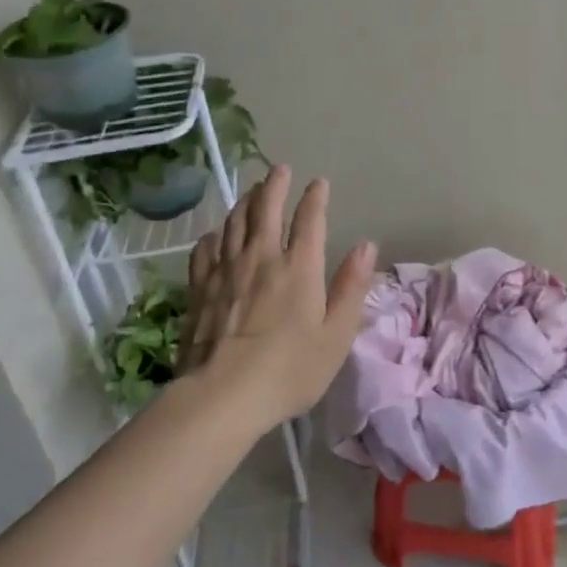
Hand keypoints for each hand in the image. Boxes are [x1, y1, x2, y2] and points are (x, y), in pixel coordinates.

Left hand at [183, 165, 377, 425]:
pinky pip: (205, 250)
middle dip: (275, 185)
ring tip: (251, 192)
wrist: (222, 396)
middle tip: (280, 170)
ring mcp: (226, 270)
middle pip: (266, 209)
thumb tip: (366, 246)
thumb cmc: (289, 370)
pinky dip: (214, 235)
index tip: (319, 182)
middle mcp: (262, 257)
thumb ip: (351, 287)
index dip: (315, 197)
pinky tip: (215, 234)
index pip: (309, 219)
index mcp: (299, 267)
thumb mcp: (336, 335)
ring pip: (234, 223)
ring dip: (245, 202)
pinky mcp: (199, 288)